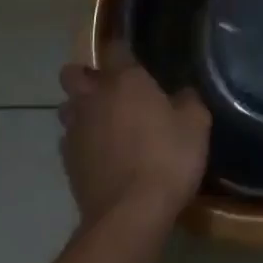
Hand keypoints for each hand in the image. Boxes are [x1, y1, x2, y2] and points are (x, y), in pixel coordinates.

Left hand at [58, 57, 210, 228]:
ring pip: (67, 107)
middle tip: (109, 90)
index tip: (132, 58)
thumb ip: (188, 101)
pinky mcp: (67, 162)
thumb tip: (182, 94)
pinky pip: (69, 141)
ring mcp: (76, 130)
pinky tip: (100, 155)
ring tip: (102, 124)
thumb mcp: (196, 125)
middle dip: (86, 77)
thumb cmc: (167, 159)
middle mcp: (94, 98)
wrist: (130, 215)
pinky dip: (81, 143)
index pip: (115, 48)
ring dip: (80, 110)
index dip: (122, 50)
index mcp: (125, 81)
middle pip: (73, 74)